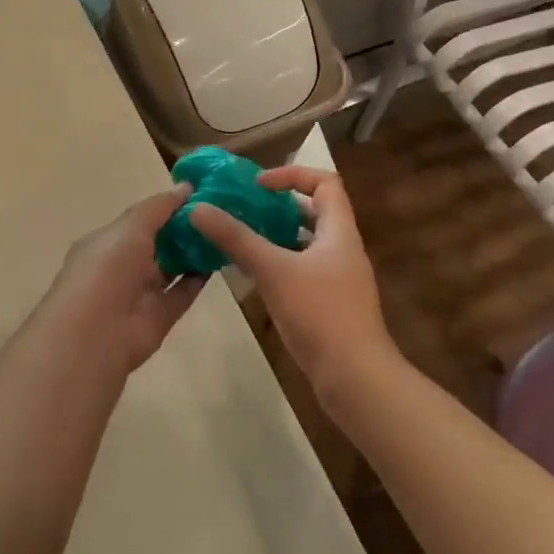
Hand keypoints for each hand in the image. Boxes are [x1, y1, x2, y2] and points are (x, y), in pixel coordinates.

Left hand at [28, 185, 206, 374]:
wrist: (96, 334)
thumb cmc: (107, 268)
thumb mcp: (131, 226)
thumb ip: (160, 207)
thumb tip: (186, 187)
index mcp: (107, 242)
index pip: (140, 220)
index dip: (167, 207)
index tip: (200, 193)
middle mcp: (122, 266)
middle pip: (158, 243)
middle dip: (184, 227)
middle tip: (220, 209)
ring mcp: (141, 293)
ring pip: (172, 267)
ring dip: (194, 251)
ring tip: (225, 229)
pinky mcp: (160, 317)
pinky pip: (183, 292)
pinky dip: (200, 278)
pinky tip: (221, 259)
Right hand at [189, 167, 399, 400]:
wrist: (355, 378)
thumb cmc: (320, 314)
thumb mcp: (273, 270)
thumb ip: (236, 238)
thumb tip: (198, 208)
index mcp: (340, 232)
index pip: (325, 182)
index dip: (292, 175)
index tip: (257, 186)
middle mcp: (343, 250)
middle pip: (315, 212)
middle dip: (279, 206)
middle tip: (243, 209)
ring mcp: (339, 279)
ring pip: (307, 244)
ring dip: (277, 237)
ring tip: (241, 239)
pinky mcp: (331, 305)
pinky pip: (304, 271)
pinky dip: (280, 265)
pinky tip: (254, 277)